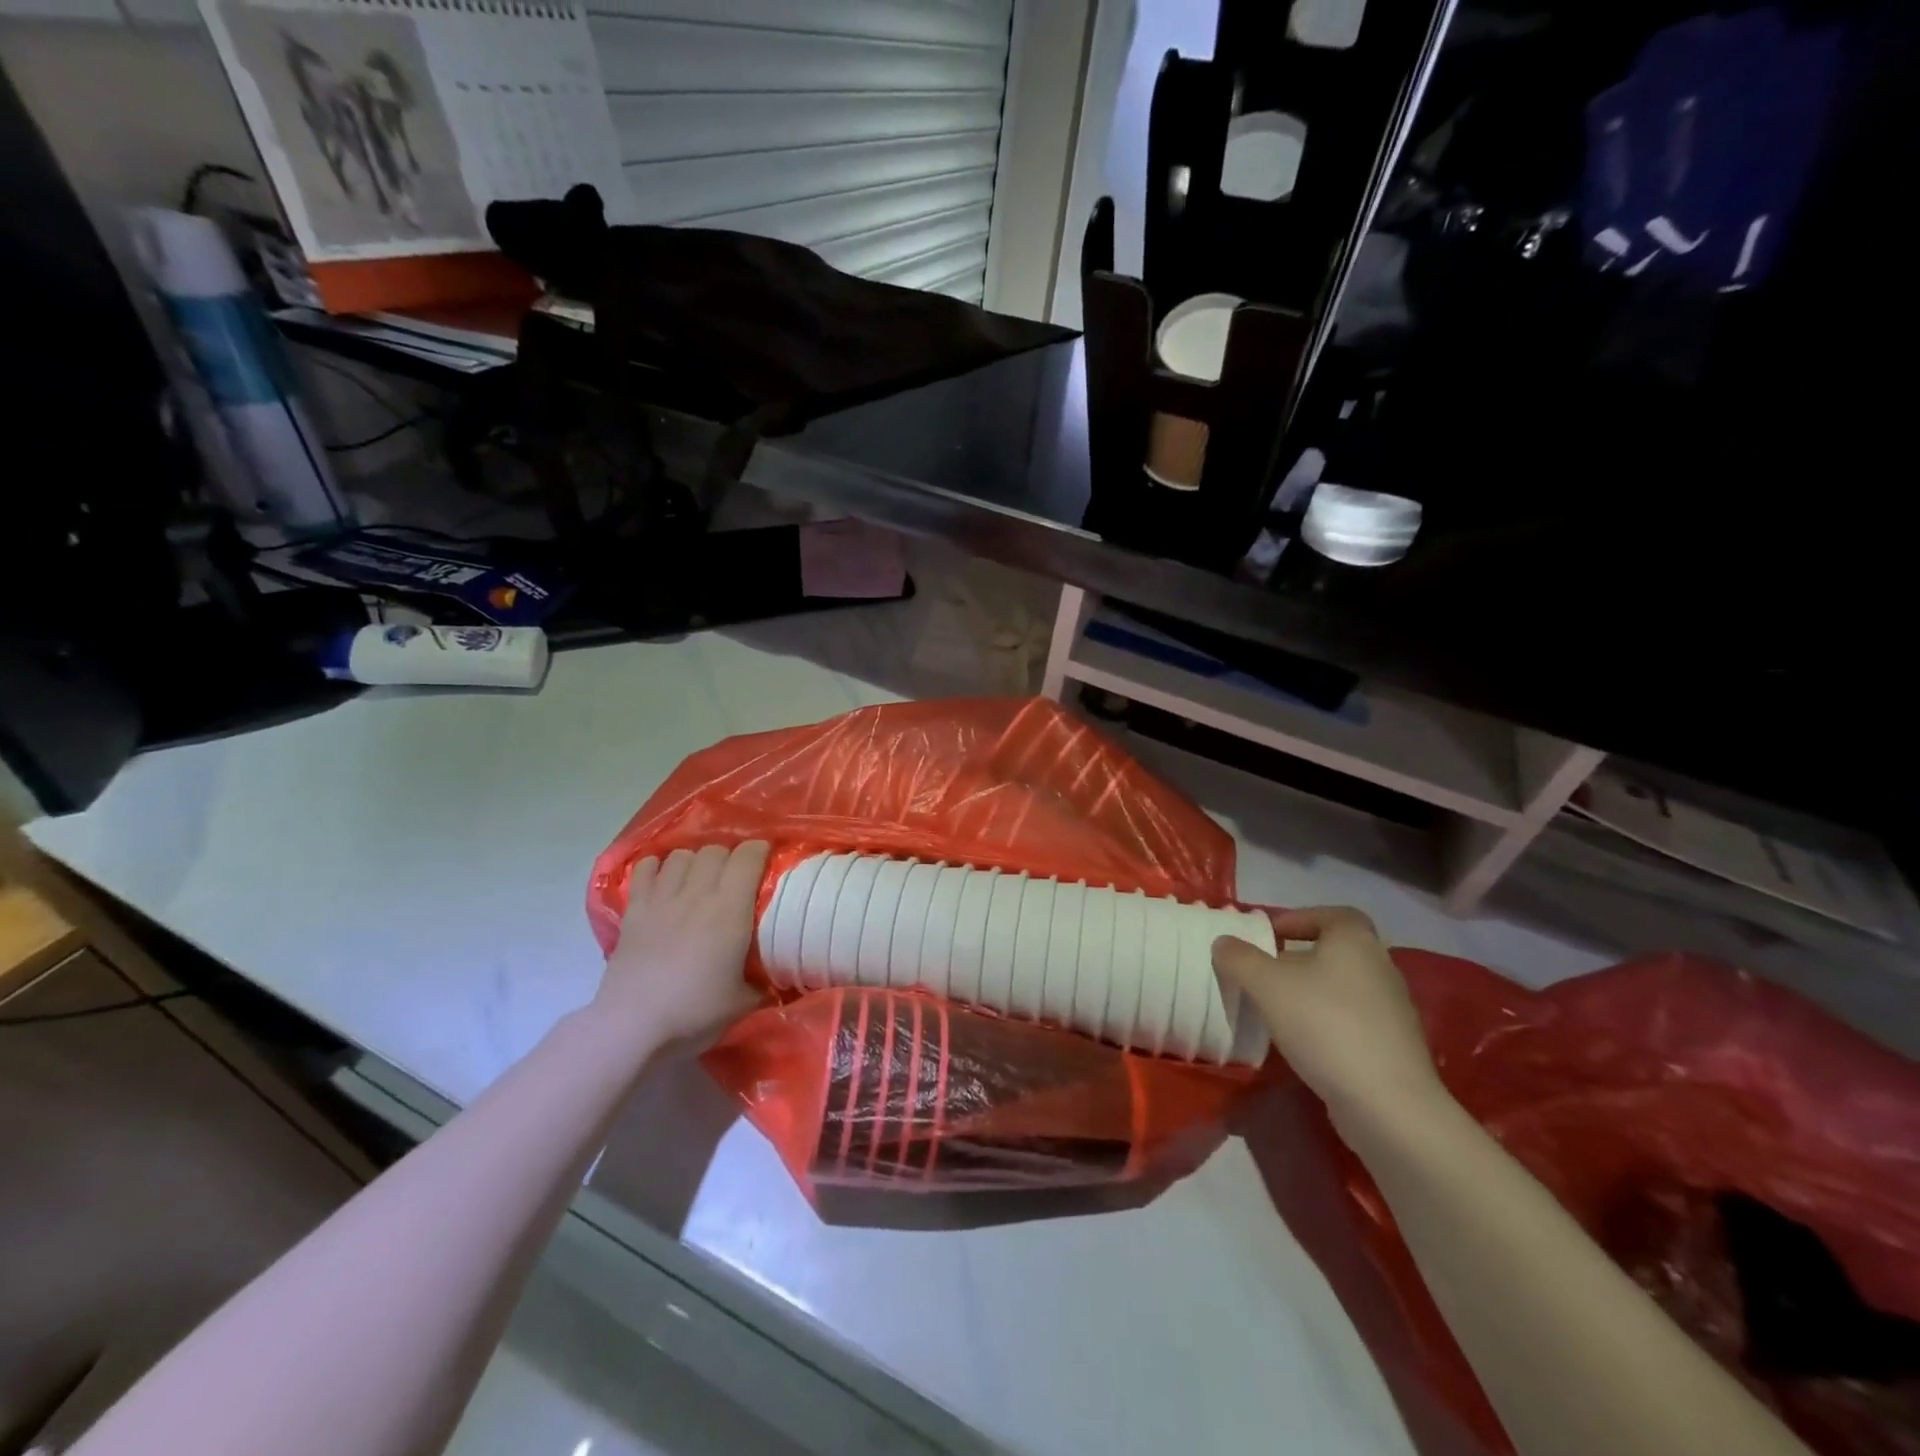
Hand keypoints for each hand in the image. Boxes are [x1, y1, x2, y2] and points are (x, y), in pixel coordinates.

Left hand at [598, 841, 770, 1046]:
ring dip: (695, 861)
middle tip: (734, 876)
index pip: (748, 857)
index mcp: (730, 910)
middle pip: (715, 851)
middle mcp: (697, 893)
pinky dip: (656, 866)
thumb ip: (762, 979)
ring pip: (682, 855)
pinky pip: (644, 869)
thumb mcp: (743, 1001)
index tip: (766, 859)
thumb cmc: (694, 1012)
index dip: (760, 850)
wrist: (633, 1027)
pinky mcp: (634, 910)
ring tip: (699, 878)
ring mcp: (661, 899)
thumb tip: (774, 975)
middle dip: (729, 857)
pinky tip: (662, 878)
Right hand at [1213, 906, 1444, 1123]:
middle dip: (1298, 958)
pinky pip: (1352, 1021)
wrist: (1388, 1104)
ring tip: (1276, 1010)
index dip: (1299, 919)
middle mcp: (1381, 967)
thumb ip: (1239, 958)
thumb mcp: (1266, 984)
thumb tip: (1223, 942)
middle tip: (1263, 973)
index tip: (1269, 935)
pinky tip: (1303, 1043)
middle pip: (1335, 951)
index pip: (1332, 914)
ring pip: (1342, 988)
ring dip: (1310, 993)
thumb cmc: (1324, 1024)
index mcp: (1355, 940)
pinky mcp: (1394, 1047)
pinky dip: (1326, 1023)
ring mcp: (1393, 1010)